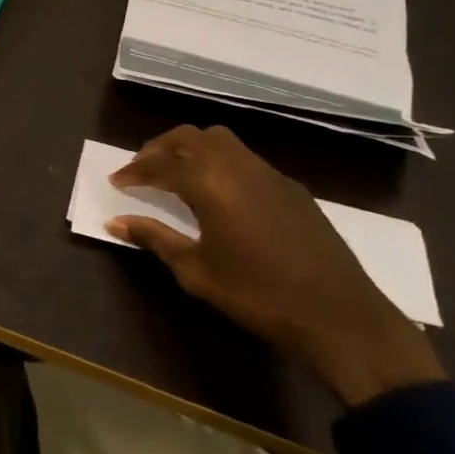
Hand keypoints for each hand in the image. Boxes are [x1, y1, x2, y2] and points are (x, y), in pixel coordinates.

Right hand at [108, 126, 444, 405]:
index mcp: (210, 182)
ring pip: (221, 141)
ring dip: (191, 149)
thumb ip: (155, 238)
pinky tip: (218, 193)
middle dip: (160, 148)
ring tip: (175, 174)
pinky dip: (220, 163)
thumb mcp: (196, 271)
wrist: (339, 316)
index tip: (116, 181)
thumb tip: (115, 222)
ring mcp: (269, 173)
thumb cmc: (257, 295)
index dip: (135, 171)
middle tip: (141, 169)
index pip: (161, 164)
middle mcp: (238, 165)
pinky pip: (245, 159)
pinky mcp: (291, 188)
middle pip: (190, 137)